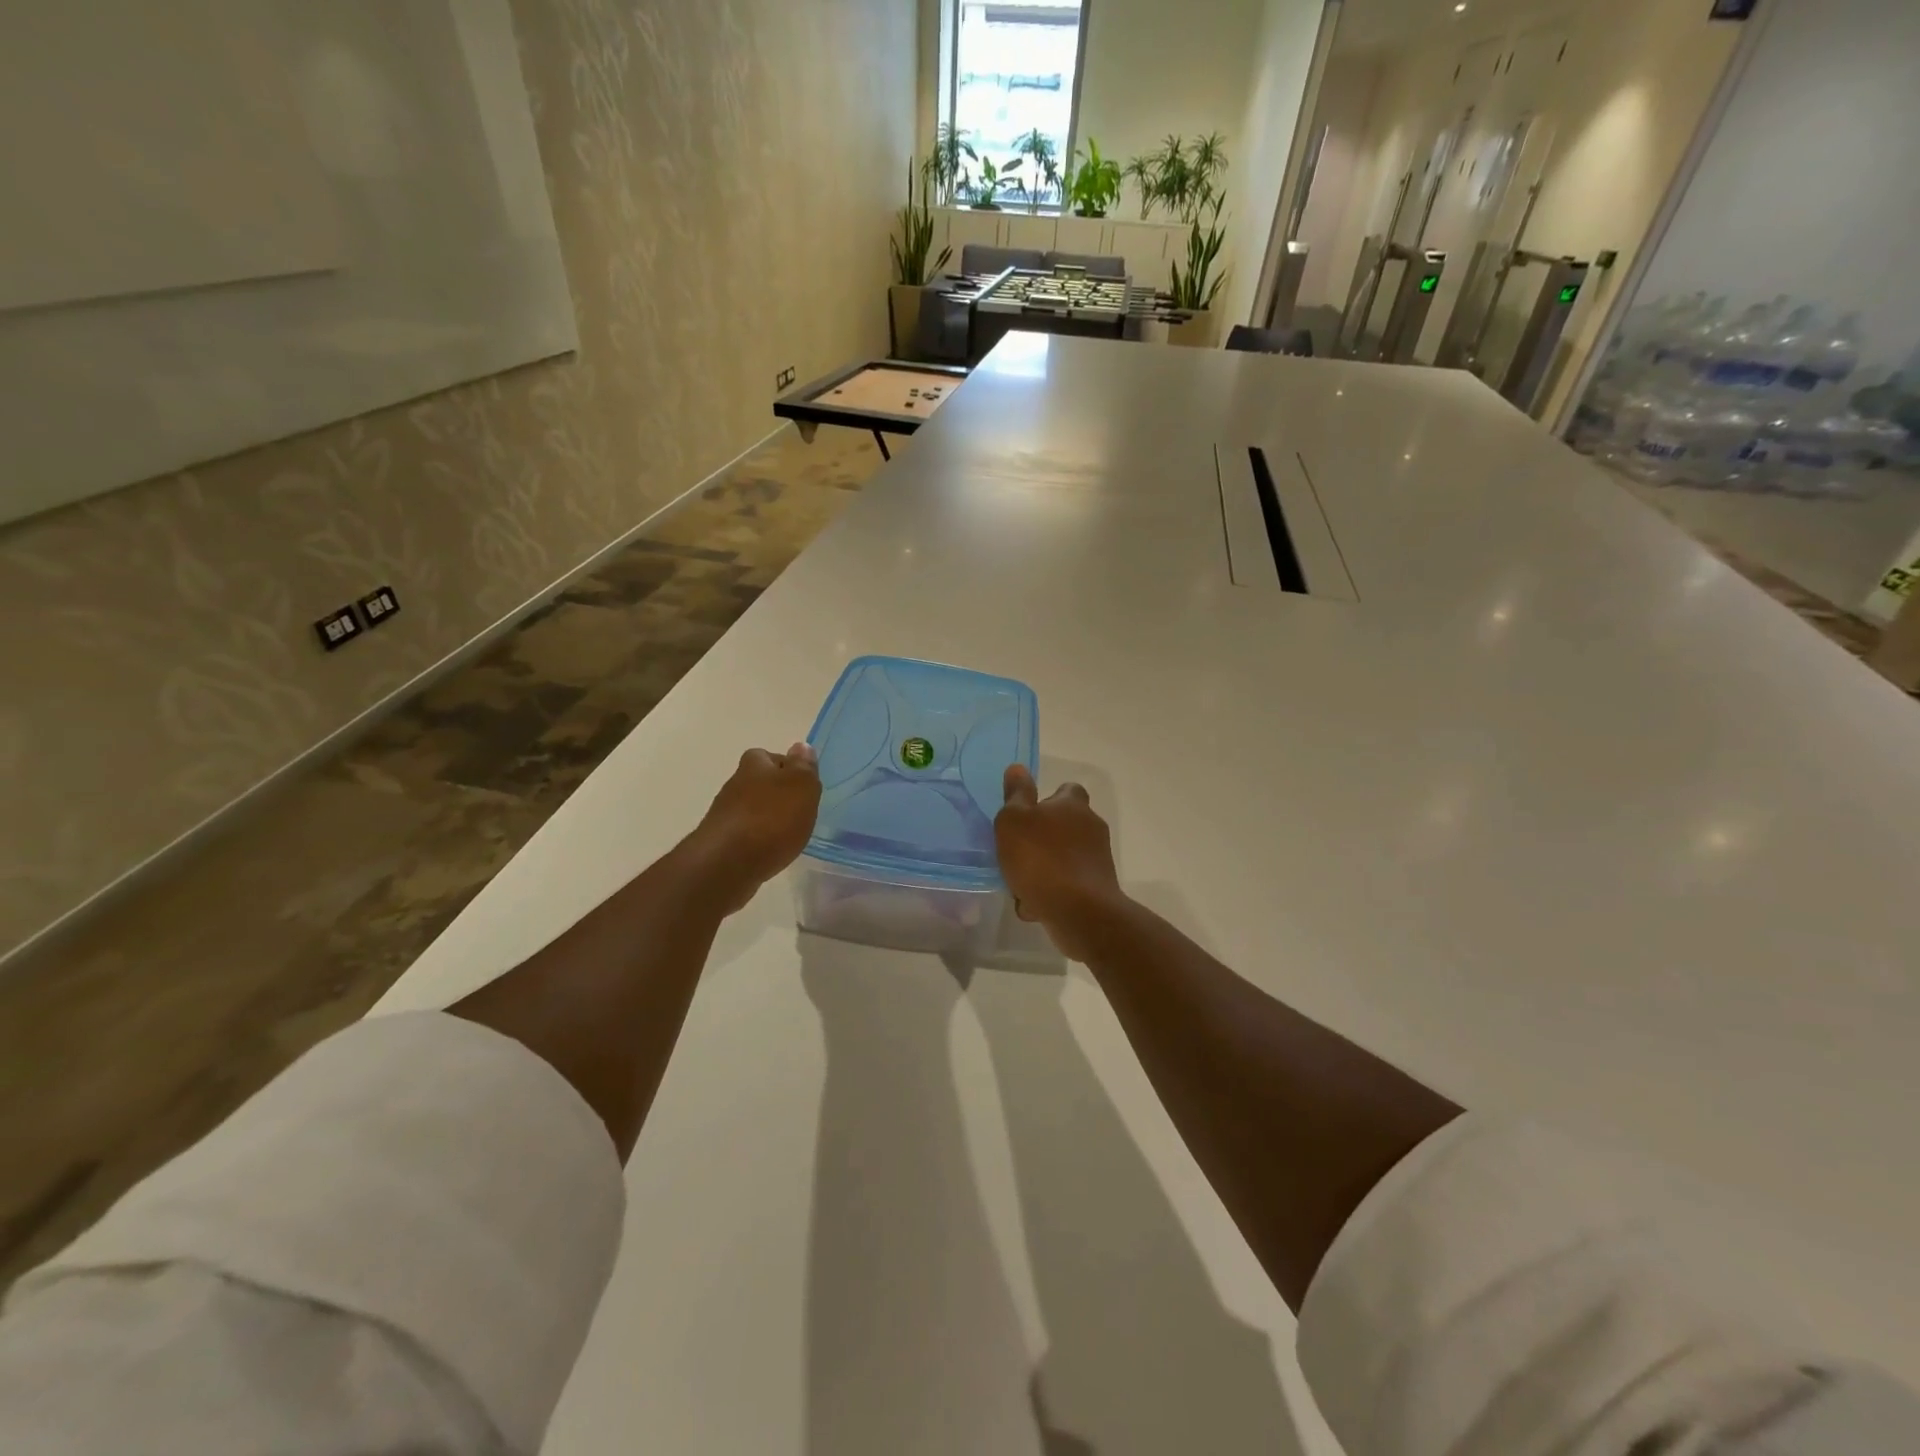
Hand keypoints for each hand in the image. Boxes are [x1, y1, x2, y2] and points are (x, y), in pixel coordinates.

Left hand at [687, 744, 821, 912]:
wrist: (727, 863)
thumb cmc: (771, 818)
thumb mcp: (801, 786)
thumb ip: (804, 767)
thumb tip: (801, 746)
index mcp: (754, 765)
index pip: (769, 756)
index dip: (786, 767)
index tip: (802, 784)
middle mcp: (735, 784)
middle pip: (759, 783)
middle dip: (776, 793)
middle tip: (799, 810)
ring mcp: (724, 814)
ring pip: (751, 809)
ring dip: (767, 817)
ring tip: (788, 833)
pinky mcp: (720, 842)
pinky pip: (744, 834)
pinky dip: (758, 839)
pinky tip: (770, 851)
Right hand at [995, 764, 1125, 960]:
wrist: (1079, 911)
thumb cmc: (1040, 858)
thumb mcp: (1014, 821)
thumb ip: (1016, 795)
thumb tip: (1018, 768)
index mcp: (1072, 805)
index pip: (1067, 790)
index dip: (1049, 798)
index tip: (1029, 813)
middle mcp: (1091, 827)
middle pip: (1065, 825)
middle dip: (1044, 837)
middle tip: (1018, 852)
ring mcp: (1097, 858)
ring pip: (1064, 857)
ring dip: (1045, 868)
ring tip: (1021, 885)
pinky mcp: (1098, 887)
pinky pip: (1069, 884)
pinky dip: (1052, 891)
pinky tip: (1034, 906)